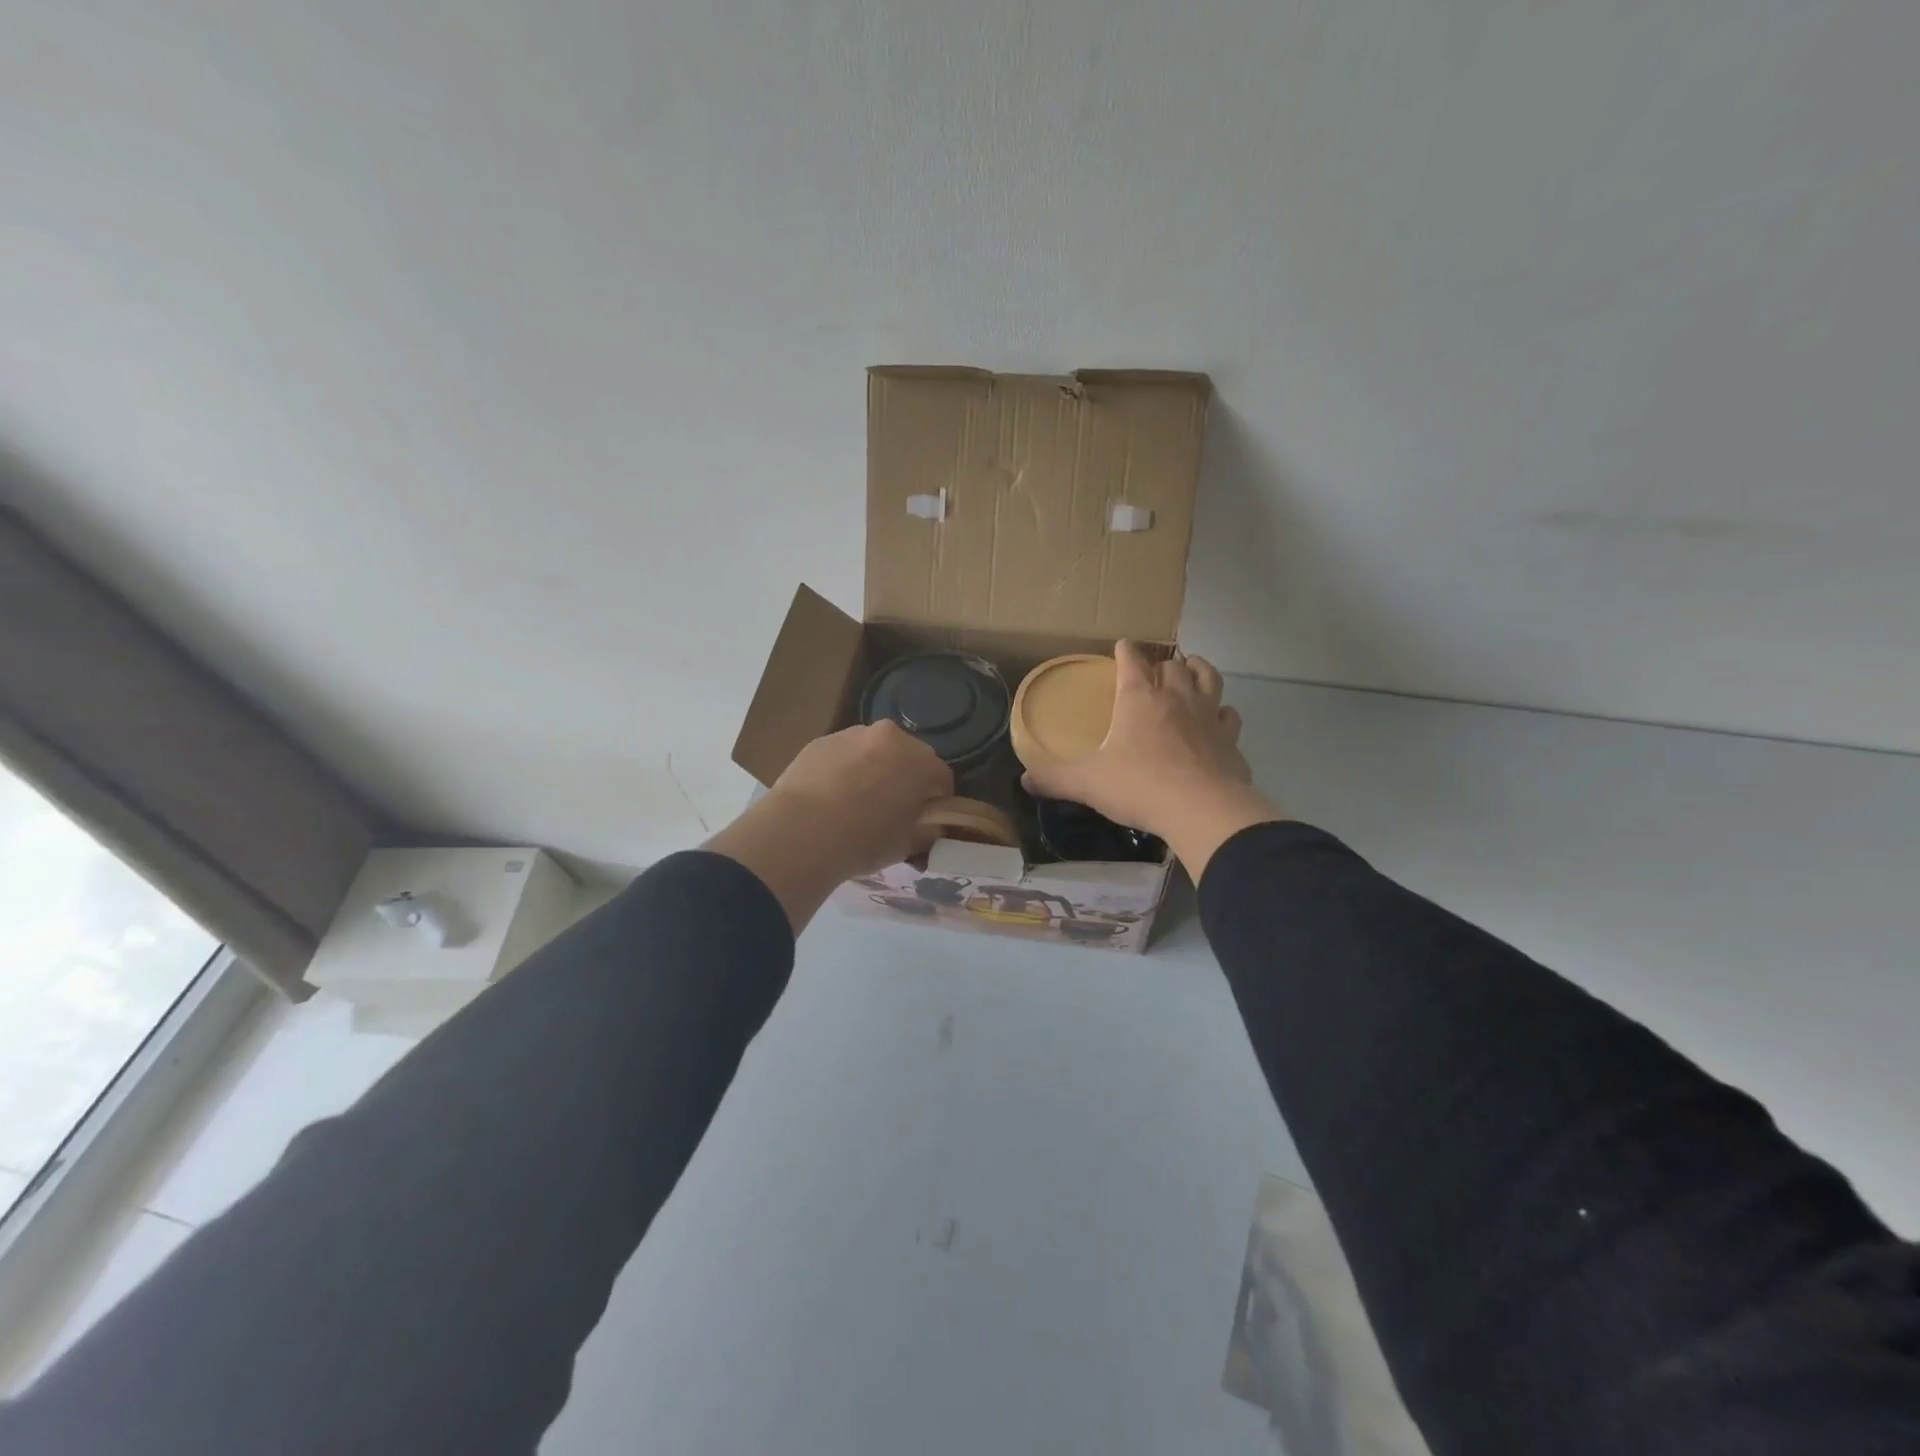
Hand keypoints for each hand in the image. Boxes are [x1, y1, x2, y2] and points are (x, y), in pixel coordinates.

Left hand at [766, 721, 953, 876]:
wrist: (801, 832)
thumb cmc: (864, 840)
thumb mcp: (907, 845)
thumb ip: (925, 830)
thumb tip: (928, 825)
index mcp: (920, 761)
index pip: (942, 778)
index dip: (937, 800)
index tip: (925, 819)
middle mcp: (890, 737)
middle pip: (908, 756)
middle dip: (905, 778)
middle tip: (892, 809)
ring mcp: (852, 734)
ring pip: (873, 751)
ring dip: (873, 769)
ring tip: (856, 802)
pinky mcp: (821, 741)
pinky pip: (843, 754)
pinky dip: (843, 769)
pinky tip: (830, 797)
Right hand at [1021, 641, 1282, 879]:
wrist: (1202, 810)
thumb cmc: (1139, 786)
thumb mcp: (1088, 784)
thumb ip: (1055, 779)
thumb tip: (1024, 780)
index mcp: (1139, 699)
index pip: (1131, 662)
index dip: (1125, 651)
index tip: (1122, 646)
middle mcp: (1176, 698)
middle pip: (1173, 666)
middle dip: (1162, 663)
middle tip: (1154, 670)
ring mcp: (1207, 716)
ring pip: (1208, 678)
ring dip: (1198, 670)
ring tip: (1191, 670)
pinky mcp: (1230, 740)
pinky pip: (1228, 716)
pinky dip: (1222, 713)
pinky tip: (1218, 720)